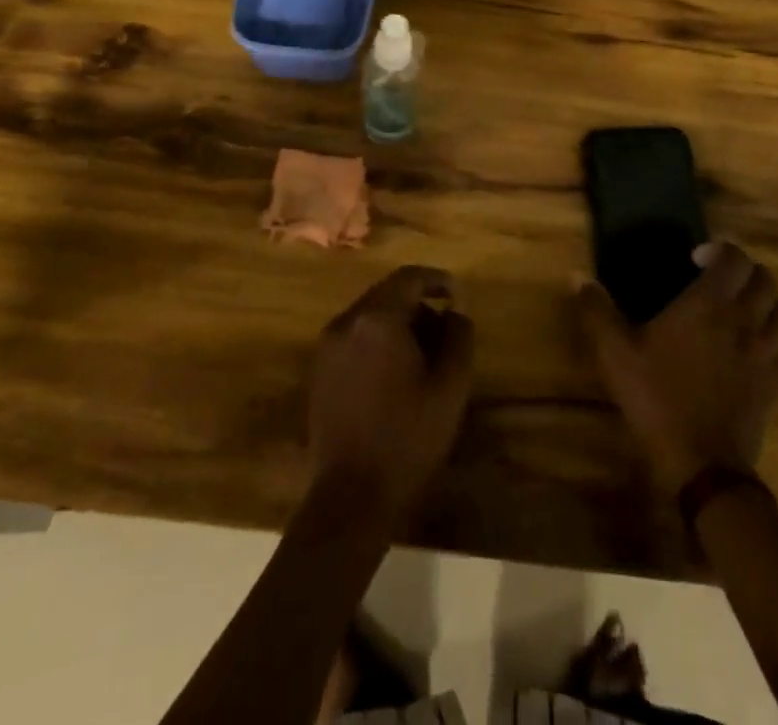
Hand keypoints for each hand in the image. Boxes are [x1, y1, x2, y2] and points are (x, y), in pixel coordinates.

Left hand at [308, 266, 474, 522]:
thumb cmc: (407, 439)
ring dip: (397, 324)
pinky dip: (377, 342)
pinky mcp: (319, 372)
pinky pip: (354, 339)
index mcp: (377, 319)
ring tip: (423, 355)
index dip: (436, 280)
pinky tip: (395, 374)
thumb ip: (458, 337)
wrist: (350, 498)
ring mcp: (327, 347)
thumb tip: (455, 313)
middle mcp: (346, 322)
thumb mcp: (450, 388)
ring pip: (369, 317)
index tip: (457, 295)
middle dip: (418, 304)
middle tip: (445, 330)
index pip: (409, 278)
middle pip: (387, 294)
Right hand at [575, 241, 777, 493]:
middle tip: (719, 280)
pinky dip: (770, 342)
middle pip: (765, 279)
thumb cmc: (657, 398)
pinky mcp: (775, 385)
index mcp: (709, 304)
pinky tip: (748, 353)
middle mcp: (745, 321)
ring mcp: (766, 354)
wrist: (702, 465)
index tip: (695, 259)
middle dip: (745, 271)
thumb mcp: (615, 353)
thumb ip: (597, 311)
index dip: (720, 250)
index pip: (735, 258)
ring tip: (739, 311)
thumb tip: (578, 278)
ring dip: (764, 303)